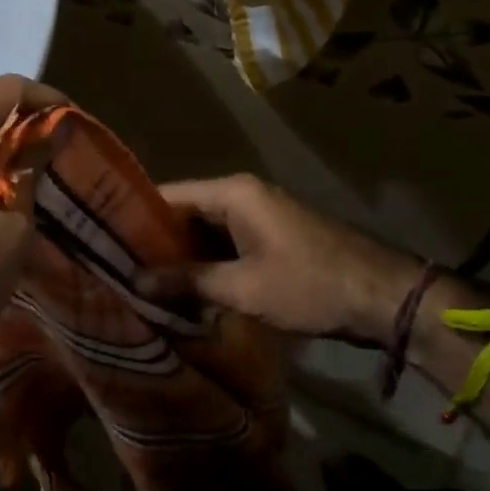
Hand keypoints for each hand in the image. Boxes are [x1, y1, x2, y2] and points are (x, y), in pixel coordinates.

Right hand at [144, 175, 424, 342]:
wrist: (386, 297)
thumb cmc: (310, 286)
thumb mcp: (242, 288)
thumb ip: (187, 281)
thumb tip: (135, 281)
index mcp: (233, 193)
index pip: (168, 195)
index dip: (135, 218)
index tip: (104, 242)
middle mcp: (243, 194)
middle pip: (185, 211)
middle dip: (156, 242)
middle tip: (120, 270)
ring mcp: (261, 214)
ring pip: (205, 230)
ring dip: (182, 256)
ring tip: (145, 283)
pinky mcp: (273, 235)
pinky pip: (227, 242)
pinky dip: (208, 262)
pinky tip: (188, 289)